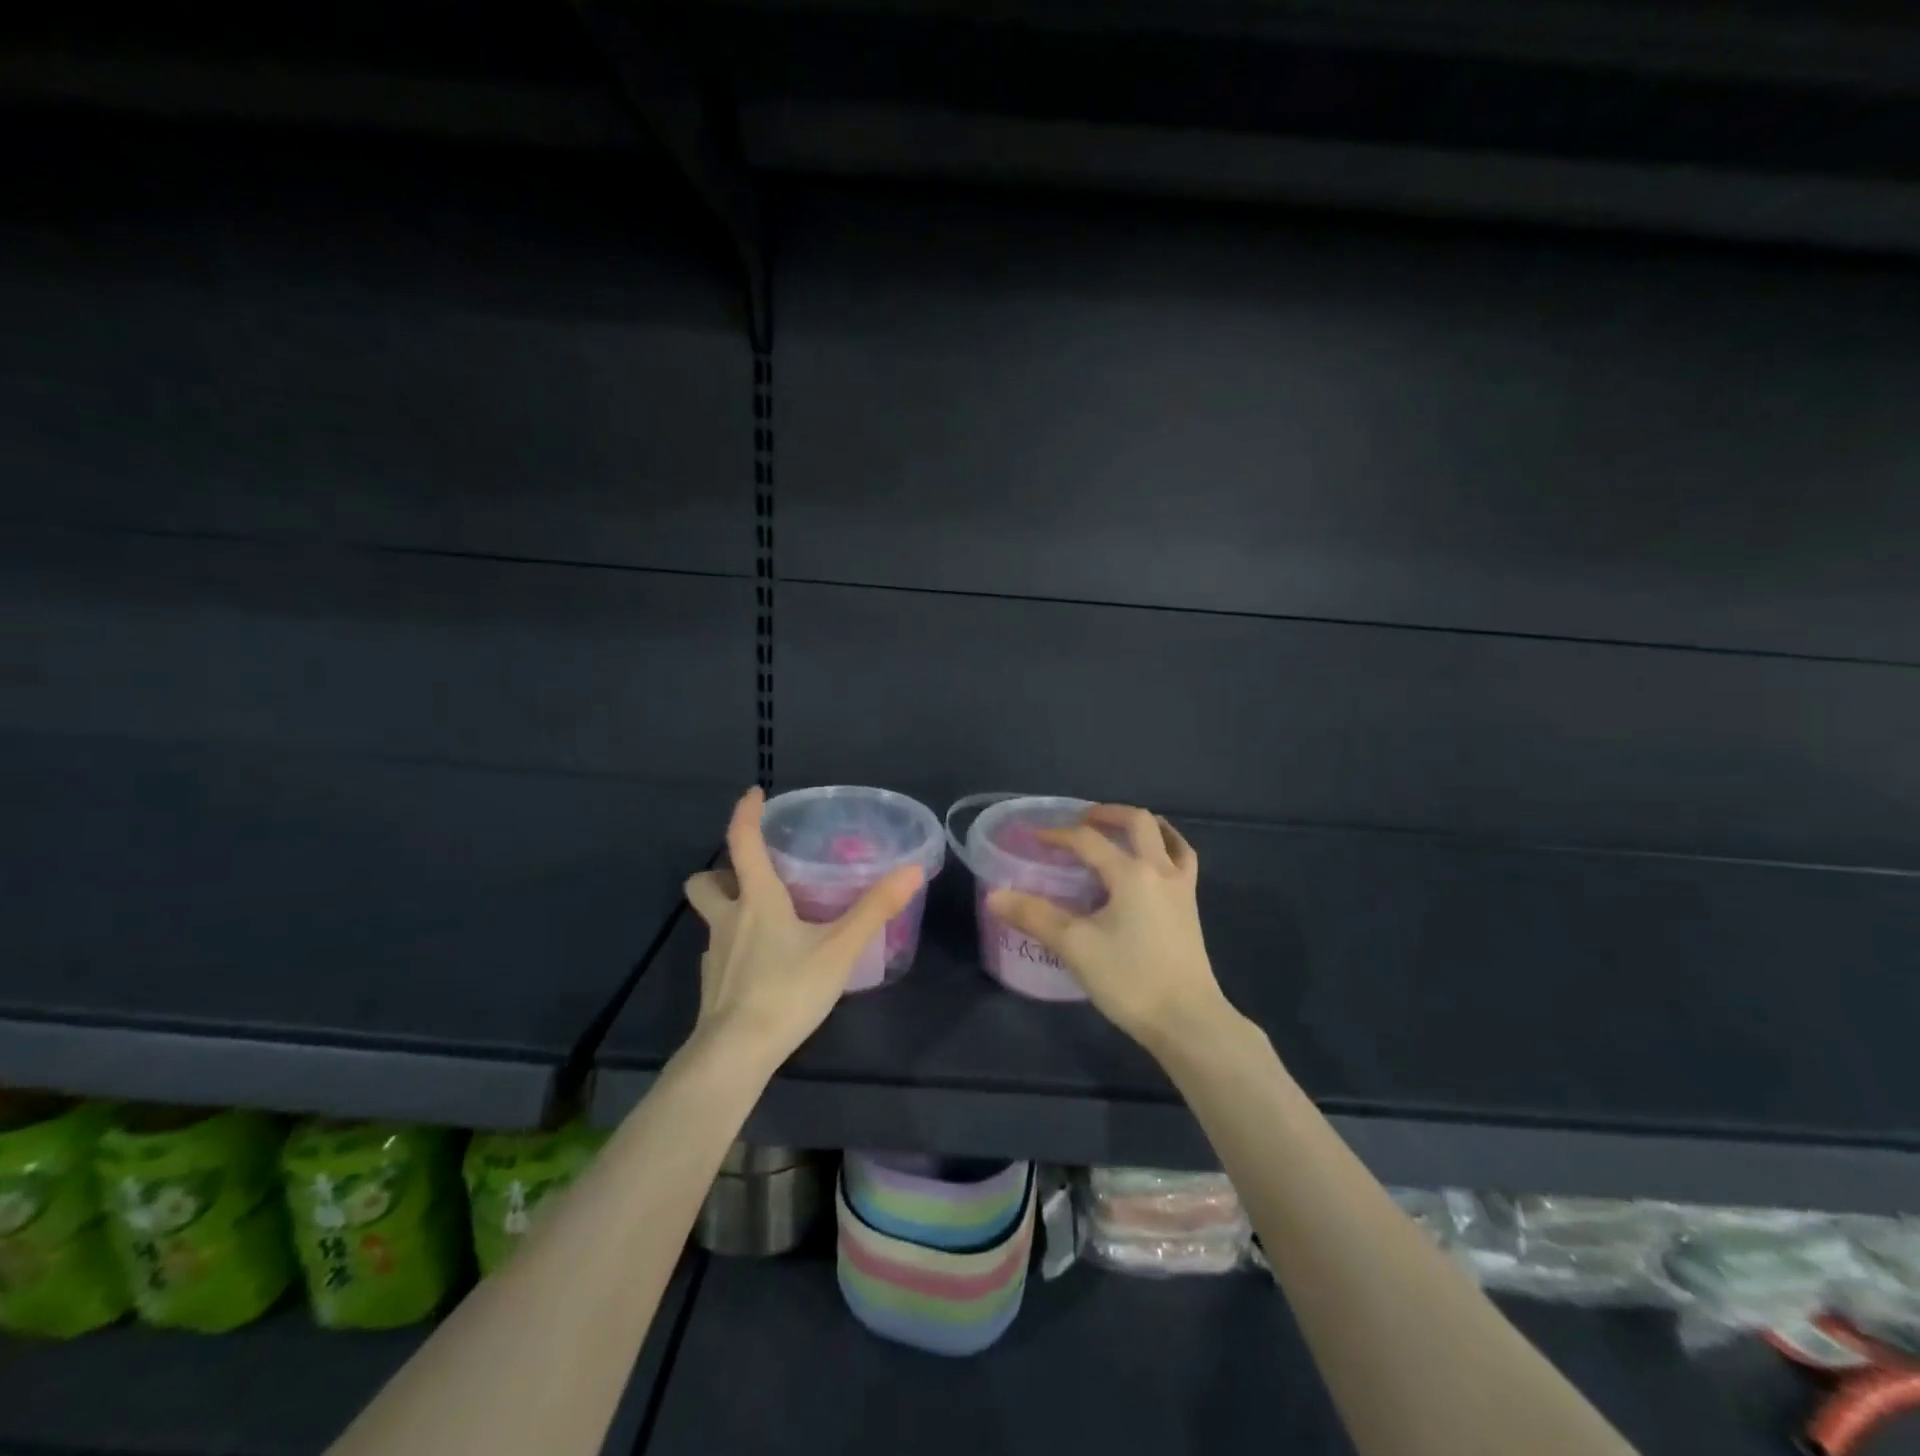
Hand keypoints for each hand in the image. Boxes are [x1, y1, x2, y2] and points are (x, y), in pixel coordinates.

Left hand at [683, 787, 923, 1067]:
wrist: (736, 1054)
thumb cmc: (787, 990)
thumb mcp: (840, 948)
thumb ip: (876, 909)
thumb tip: (913, 869)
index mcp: (756, 900)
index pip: (742, 842)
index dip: (746, 814)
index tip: (753, 794)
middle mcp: (728, 920)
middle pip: (704, 881)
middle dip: (720, 870)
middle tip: (752, 873)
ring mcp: (714, 954)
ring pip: (710, 918)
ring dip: (727, 908)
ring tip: (762, 918)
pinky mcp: (712, 985)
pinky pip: (719, 952)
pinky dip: (734, 947)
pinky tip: (760, 964)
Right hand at [987, 805, 1227, 1050]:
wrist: (1188, 1021)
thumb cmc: (1130, 979)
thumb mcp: (1075, 946)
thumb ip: (1034, 916)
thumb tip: (994, 896)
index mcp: (1131, 873)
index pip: (1088, 841)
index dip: (1058, 835)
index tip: (1033, 837)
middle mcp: (1160, 870)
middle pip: (1137, 823)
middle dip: (1107, 814)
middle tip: (1081, 819)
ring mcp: (1181, 889)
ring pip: (1167, 838)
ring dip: (1141, 827)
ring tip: (1119, 832)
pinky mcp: (1190, 909)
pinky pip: (1182, 862)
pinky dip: (1167, 849)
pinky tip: (1153, 864)